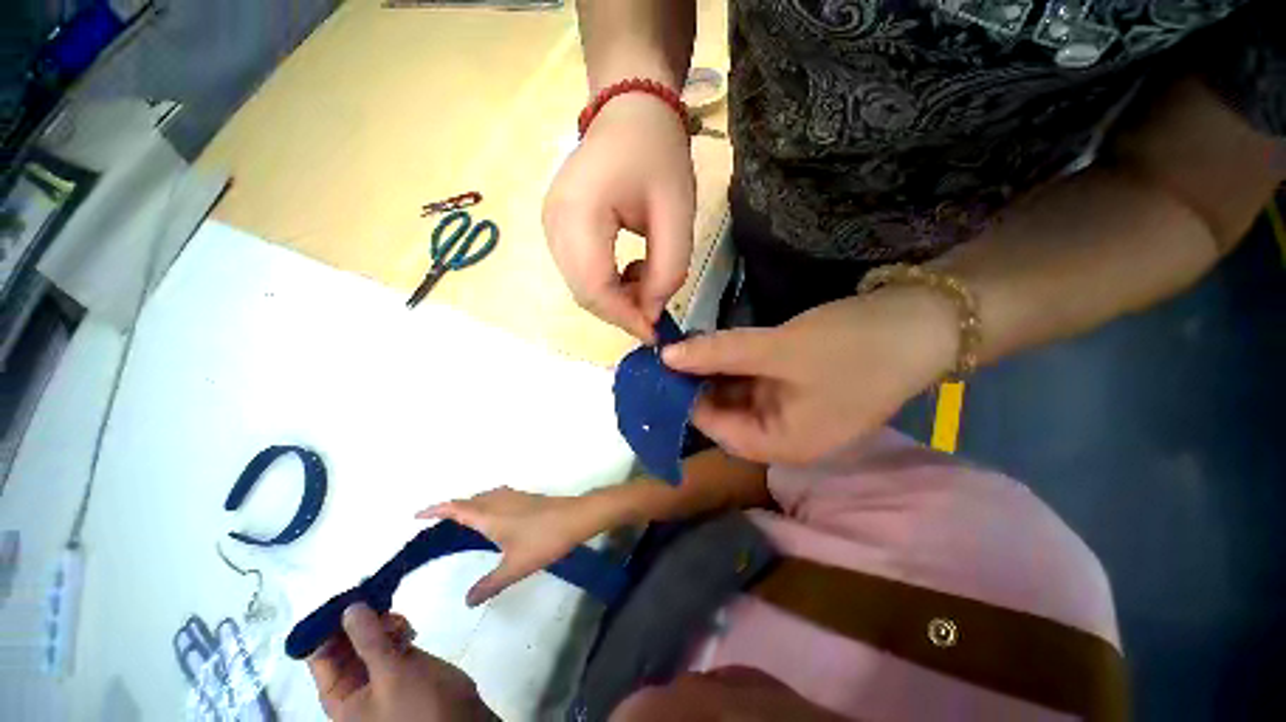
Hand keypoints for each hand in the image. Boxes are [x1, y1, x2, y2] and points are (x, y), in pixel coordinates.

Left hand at [308, 604, 495, 721]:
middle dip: (359, 620)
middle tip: (379, 601)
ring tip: (400, 621)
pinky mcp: (400, 665)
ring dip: (380, 623)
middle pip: (343, 643)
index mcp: (339, 695)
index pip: (319, 654)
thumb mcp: (392, 673)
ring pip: (368, 638)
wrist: (460, 721)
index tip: (350, 595)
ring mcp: (378, 673)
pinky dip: (396, 629)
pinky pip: (388, 640)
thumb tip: (349, 607)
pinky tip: (409, 628)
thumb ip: (370, 640)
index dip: (329, 624)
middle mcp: (353, 683)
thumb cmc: (419, 706)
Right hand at [417, 488, 598, 606]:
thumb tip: (467, 601)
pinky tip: (491, 519)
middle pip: (468, 500)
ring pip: (483, 497)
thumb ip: (489, 585)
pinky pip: (496, 497)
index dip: (435, 510)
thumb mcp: (515, 568)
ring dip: (468, 505)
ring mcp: (514, 496)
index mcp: (490, 515)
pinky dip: (484, 504)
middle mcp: (499, 500)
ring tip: (458, 523)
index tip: (416, 515)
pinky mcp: (526, 497)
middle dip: (449, 509)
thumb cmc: (544, 540)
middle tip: (434, 525)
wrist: (576, 518)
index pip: (455, 508)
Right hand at [544, 93, 696, 340]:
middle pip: (583, 293)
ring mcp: (550, 228)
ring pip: (581, 287)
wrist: (631, 112)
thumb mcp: (677, 213)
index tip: (654, 333)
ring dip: (616, 299)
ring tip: (648, 282)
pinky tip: (632, 269)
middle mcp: (552, 225)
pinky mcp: (559, 230)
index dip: (624, 318)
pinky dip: (609, 285)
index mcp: (577, 214)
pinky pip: (581, 273)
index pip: (593, 288)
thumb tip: (649, 313)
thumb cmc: (658, 154)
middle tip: (654, 313)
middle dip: (621, 311)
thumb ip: (666, 270)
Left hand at [661, 288, 957, 464]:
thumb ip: (718, 353)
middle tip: (669, 354)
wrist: (925, 321)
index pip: (718, 430)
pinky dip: (737, 363)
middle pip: (727, 412)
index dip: (687, 402)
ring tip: (686, 346)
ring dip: (716, 370)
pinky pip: (756, 378)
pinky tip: (717, 343)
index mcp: (782, 444)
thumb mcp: (778, 349)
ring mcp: (793, 408)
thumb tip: (666, 357)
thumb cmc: (853, 346)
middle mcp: (785, 434)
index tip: (660, 373)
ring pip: (739, 393)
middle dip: (699, 383)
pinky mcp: (799, 384)